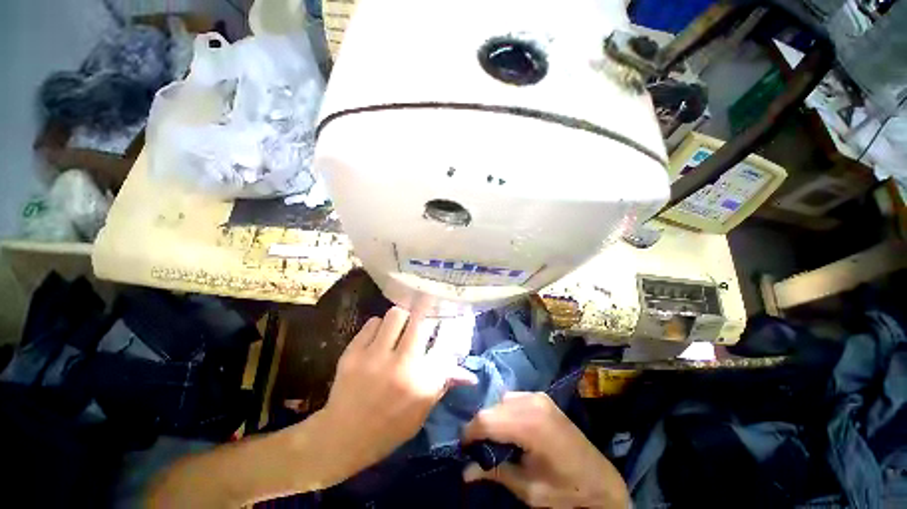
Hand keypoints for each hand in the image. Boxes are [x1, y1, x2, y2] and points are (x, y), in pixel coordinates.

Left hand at [313, 307, 476, 484]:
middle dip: (425, 316)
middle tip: (422, 319)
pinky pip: (373, 322)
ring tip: (401, 326)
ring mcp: (375, 358)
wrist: (341, 439)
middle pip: (421, 321)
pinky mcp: (353, 353)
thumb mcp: (422, 412)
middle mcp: (401, 366)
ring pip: (396, 314)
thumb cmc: (388, 429)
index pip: (444, 344)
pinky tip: (380, 337)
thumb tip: (470, 375)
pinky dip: (380, 326)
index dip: (445, 330)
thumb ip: (444, 385)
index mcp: (422, 384)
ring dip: (402, 318)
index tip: (444, 324)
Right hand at [462, 392, 628, 508]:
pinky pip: (513, 399)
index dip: (470, 434)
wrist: (600, 481)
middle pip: (492, 408)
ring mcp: (538, 396)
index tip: (463, 449)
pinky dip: (505, 412)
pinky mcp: (542, 397)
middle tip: (478, 449)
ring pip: (501, 401)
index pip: (486, 420)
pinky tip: (511, 430)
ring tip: (495, 441)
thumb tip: (465, 470)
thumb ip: (495, 472)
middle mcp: (532, 401)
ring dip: (493, 419)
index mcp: (530, 424)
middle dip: (480, 428)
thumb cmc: (565, 490)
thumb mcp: (528, 488)